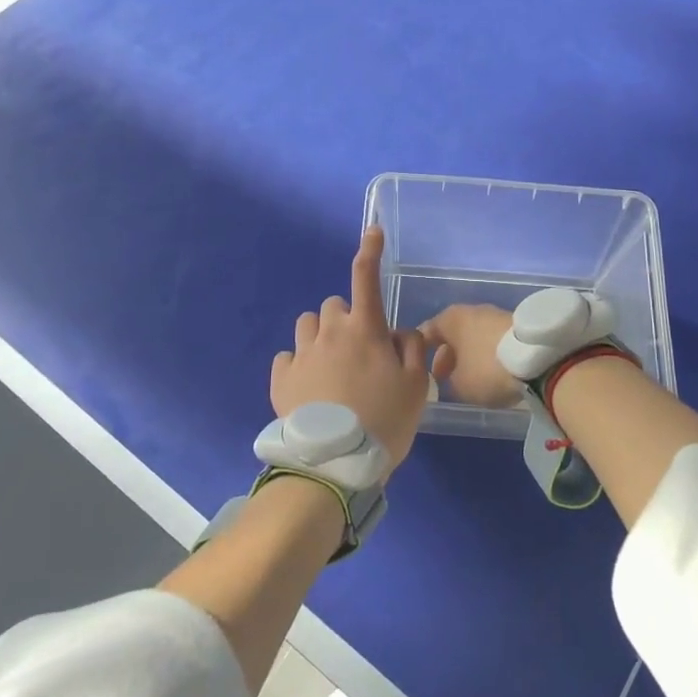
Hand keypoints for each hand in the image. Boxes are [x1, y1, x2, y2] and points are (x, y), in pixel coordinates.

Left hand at [271, 227, 429, 470]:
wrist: (335, 464)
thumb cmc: (384, 421)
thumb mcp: (417, 387)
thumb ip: (413, 350)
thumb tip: (399, 332)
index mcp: (365, 329)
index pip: (366, 277)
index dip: (370, 251)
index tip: (371, 231)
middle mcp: (330, 332)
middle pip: (334, 305)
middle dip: (346, 319)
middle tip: (358, 350)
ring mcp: (301, 354)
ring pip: (307, 325)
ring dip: (320, 336)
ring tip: (331, 366)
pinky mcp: (280, 379)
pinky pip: (287, 357)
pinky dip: (298, 364)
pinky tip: (309, 386)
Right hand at [420, 303, 521, 409]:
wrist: (535, 358)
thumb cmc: (487, 369)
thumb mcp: (460, 385)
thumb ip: (450, 379)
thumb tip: (455, 376)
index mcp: (451, 319)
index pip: (427, 331)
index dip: (422, 350)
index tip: (419, 366)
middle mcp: (471, 311)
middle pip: (453, 333)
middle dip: (448, 354)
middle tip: (445, 377)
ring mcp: (495, 315)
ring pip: (474, 336)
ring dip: (469, 354)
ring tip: (470, 377)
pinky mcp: (516, 325)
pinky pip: (493, 340)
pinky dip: (488, 353)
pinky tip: (492, 370)